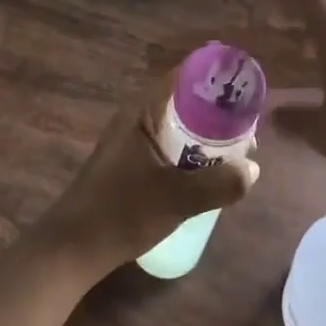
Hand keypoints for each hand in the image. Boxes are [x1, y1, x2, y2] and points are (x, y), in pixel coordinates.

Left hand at [35, 76, 257, 275]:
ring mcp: (134, 141)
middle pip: (186, 100)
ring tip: (240, 148)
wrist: (71, 250)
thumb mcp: (176, 200)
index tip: (245, 83)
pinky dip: (194, 150)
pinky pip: (172, 144)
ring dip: (208, 134)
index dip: (215, 75)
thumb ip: (218, 184)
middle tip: (250, 123)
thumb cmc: (121, 214)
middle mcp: (138, 118)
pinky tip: (212, 171)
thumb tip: (253, 169)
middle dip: (219, 109)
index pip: (184, 76)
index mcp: (143, 112)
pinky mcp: (133, 162)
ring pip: (180, 125)